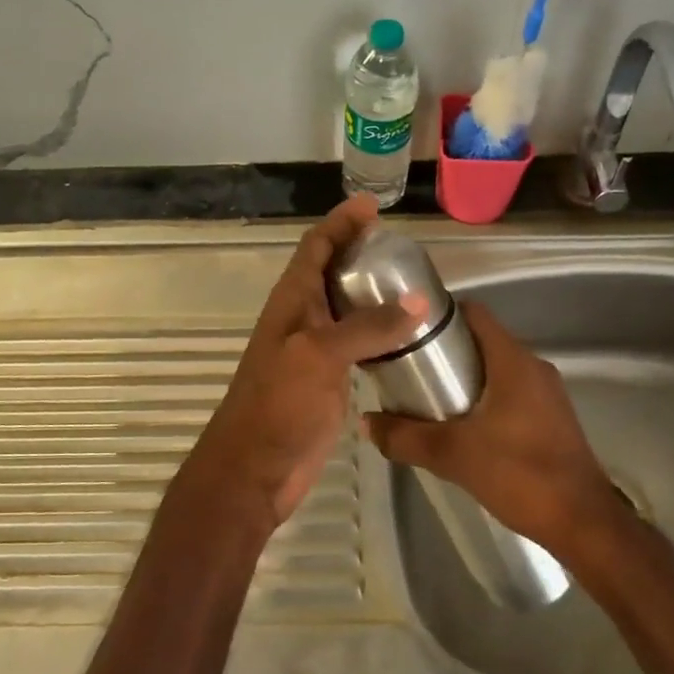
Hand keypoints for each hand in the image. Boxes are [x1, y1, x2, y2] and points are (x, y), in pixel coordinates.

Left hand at [181, 195, 425, 536]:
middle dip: (359, 251)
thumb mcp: (320, 355)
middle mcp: (303, 317)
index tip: (371, 206)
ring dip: (371, 290)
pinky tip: (406, 332)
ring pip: (345, 306)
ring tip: (410, 280)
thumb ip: (367, 326)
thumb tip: (418, 300)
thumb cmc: (278, 404)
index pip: (315, 246)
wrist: (255, 468)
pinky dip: (379, 329)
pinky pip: (357, 342)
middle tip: (400, 244)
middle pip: (331, 271)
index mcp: (292, 301)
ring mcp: (315, 349)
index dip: (340, 222)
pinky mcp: (329, 378)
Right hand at [364, 301, 623, 559]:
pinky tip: (462, 425)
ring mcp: (547, 393)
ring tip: (428, 397)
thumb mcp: (452, 455)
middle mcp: (533, 367)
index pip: (475, 313)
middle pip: (483, 340)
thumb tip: (366, 422)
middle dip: (446, 350)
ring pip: (497, 368)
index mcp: (513, 361)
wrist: (583, 523)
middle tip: (409, 368)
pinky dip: (484, 397)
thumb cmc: (519, 474)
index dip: (441, 314)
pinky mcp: (552, 418)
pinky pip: (511, 392)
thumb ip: (405, 436)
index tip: (408, 329)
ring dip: (465, 377)